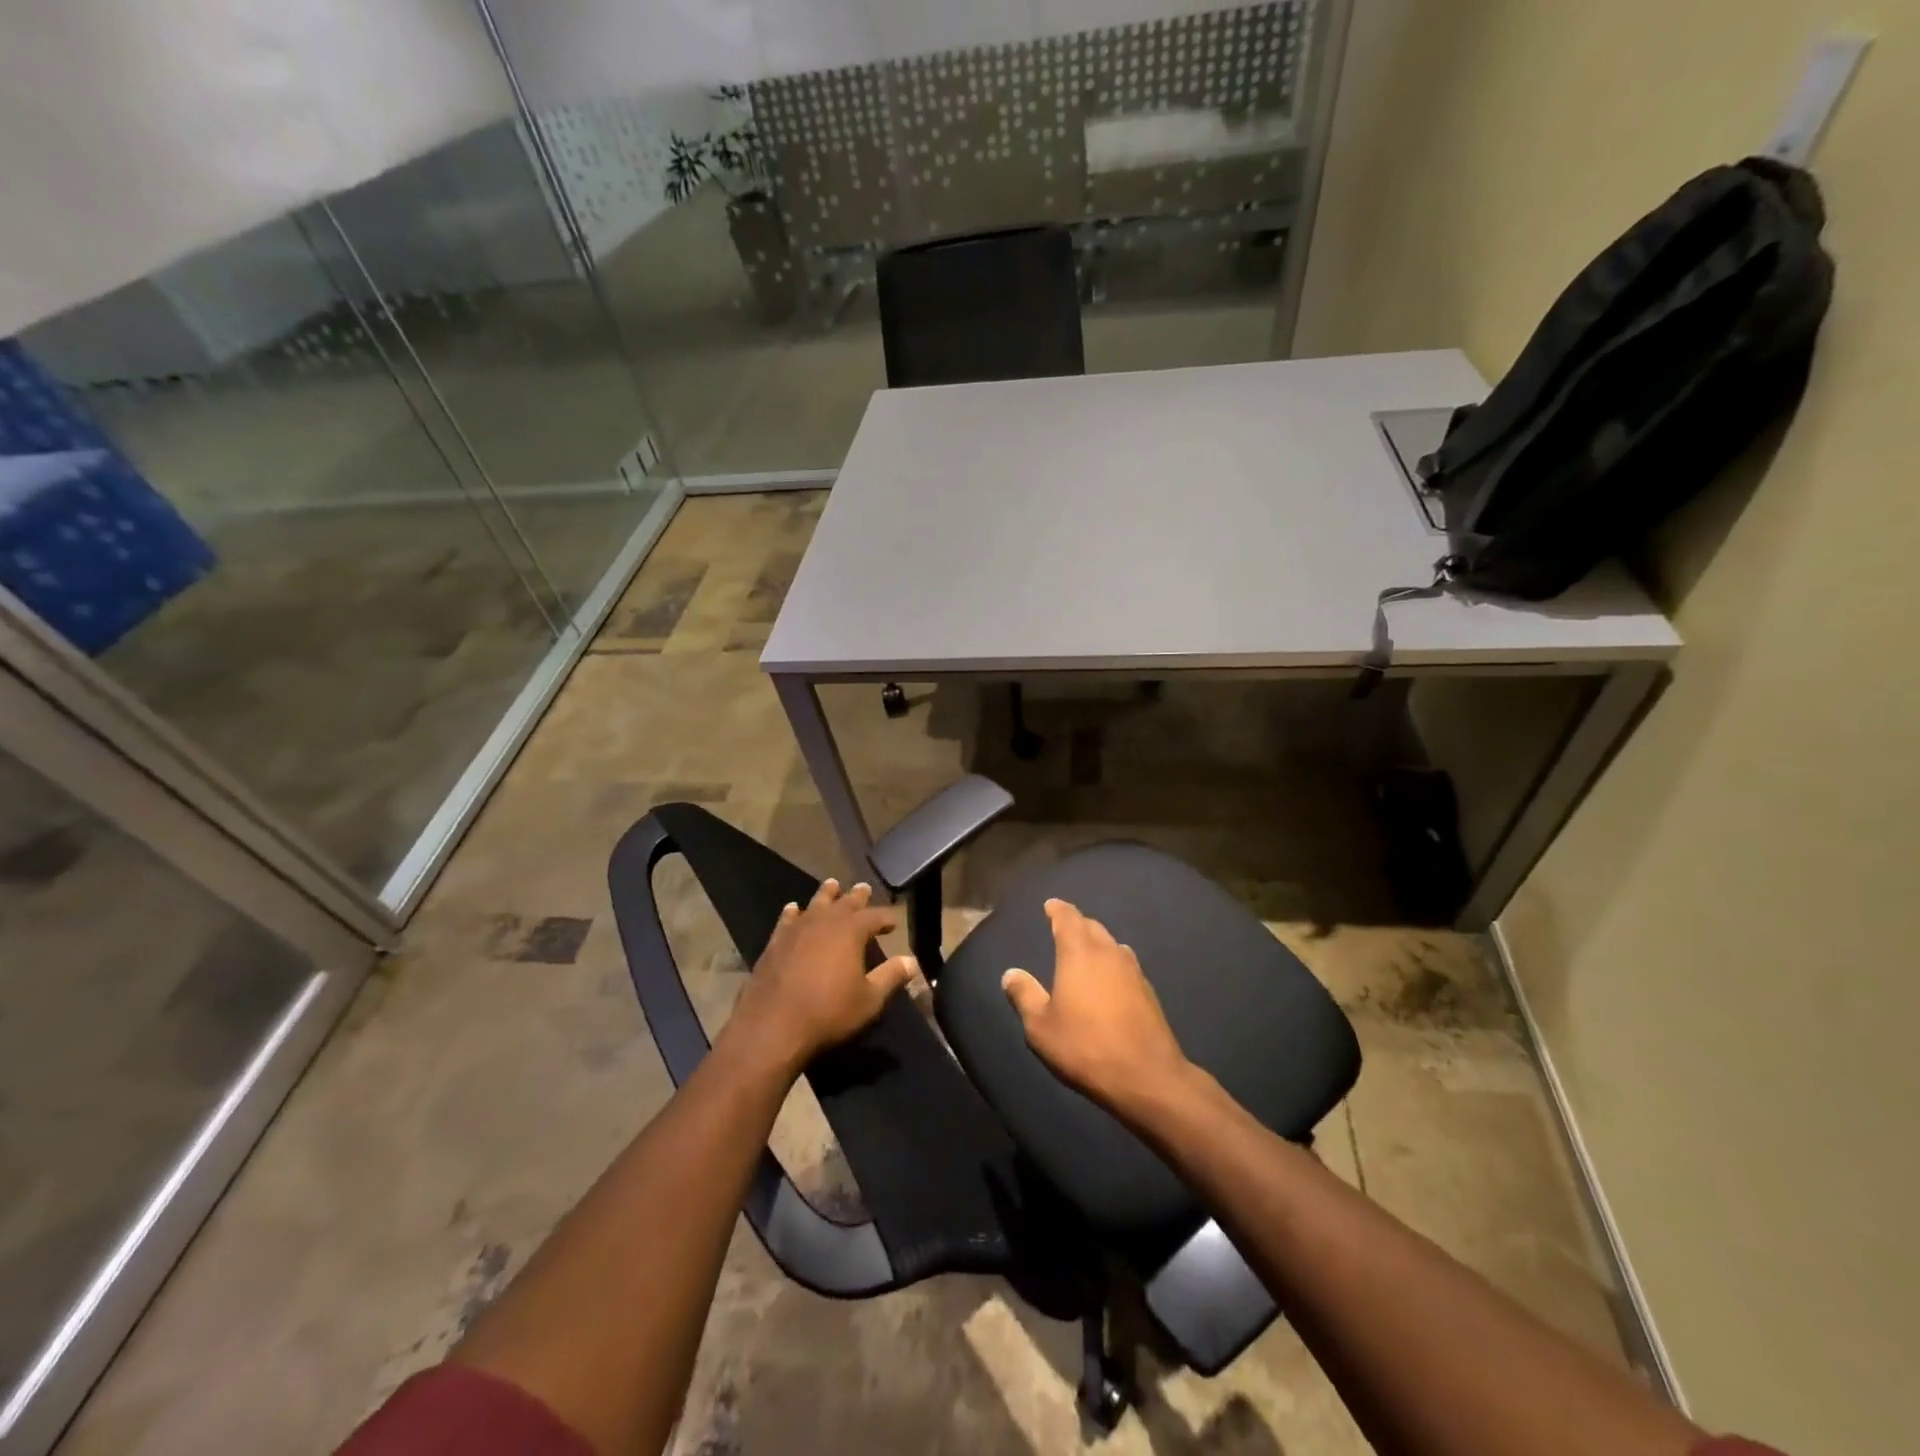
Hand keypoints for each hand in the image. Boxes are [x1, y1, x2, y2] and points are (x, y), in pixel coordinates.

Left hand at [725, 878, 916, 1077]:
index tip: (894, 921)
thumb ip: (890, 977)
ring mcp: (797, 929)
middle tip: (864, 888)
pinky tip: (793, 909)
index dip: (886, 918)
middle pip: (845, 902)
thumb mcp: (869, 1000)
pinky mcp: (775, 942)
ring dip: (826, 894)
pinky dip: (793, 912)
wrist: (773, 1026)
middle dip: (857, 896)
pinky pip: (787, 919)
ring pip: (815, 903)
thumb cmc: (828, 1012)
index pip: (875, 916)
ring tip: (832, 885)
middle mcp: (825, 922)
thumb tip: (911, 961)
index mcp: (851, 931)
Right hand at [1001, 898, 1192, 1113]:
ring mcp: (1133, 970)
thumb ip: (1024, 996)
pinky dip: (1112, 962)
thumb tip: (1010, 974)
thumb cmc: (1085, 1046)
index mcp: (1079, 953)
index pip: (1068, 918)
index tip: (1050, 905)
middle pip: (1092, 927)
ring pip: (1112, 944)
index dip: (1058, 909)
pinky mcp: (1148, 991)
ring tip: (1086, 950)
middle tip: (1064, 926)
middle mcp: (1108, 952)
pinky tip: (1109, 979)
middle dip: (1077, 923)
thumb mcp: (1041, 1027)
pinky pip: (1125, 964)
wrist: (1146, 1076)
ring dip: (1097, 941)